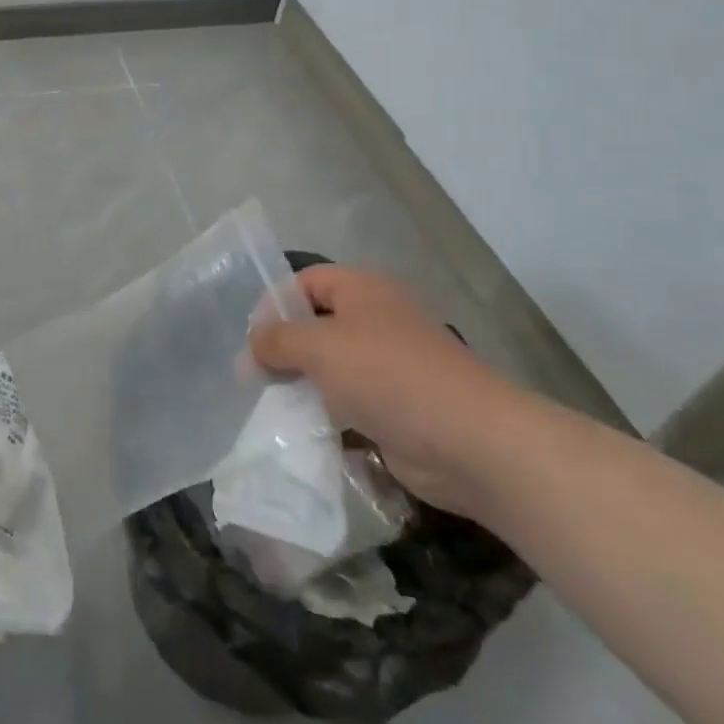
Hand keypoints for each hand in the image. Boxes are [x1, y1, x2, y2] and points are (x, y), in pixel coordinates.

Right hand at [248, 264, 533, 517]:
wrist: (471, 442)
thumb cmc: (388, 376)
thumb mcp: (319, 347)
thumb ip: (277, 340)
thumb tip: (252, 347)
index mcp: (363, 289)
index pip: (305, 282)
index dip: (274, 304)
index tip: (251, 340)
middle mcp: (377, 320)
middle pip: (318, 325)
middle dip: (285, 350)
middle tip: (257, 378)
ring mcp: (391, 366)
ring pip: (333, 368)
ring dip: (305, 386)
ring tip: (277, 407)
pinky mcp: (398, 407)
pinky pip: (352, 404)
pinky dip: (330, 416)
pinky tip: (308, 433)